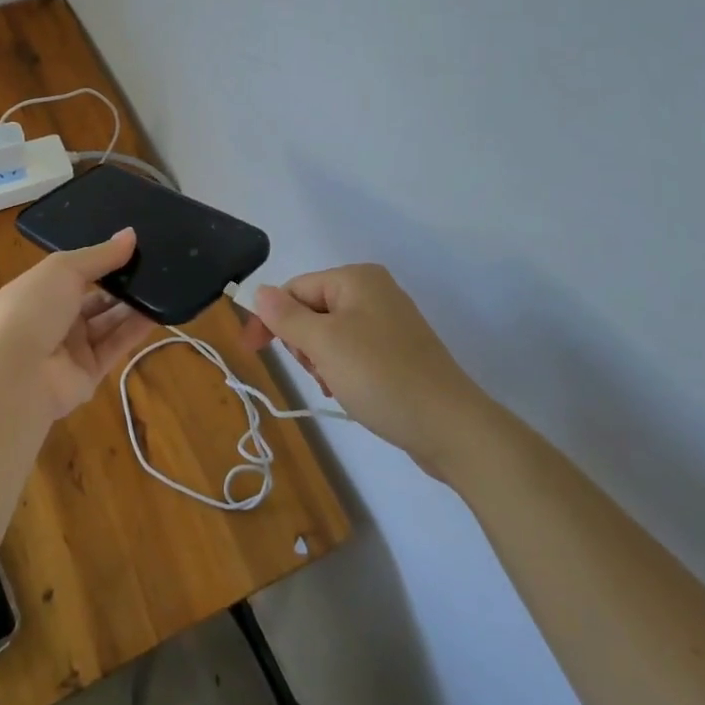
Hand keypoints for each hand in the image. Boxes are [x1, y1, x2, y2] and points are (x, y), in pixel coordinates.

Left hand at [0, 229, 158, 420]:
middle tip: (154, 265)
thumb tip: (131, 234)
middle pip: (95, 298)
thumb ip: (100, 255)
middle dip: (121, 283)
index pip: (75, 273)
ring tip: (163, 284)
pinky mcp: (89, 374)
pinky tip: (159, 311)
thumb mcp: (63, 269)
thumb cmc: (32, 309)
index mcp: (40, 290)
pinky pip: (116, 346)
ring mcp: (71, 349)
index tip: (132, 246)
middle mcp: (54, 319)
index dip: (101, 260)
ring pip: (108, 322)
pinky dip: (136, 330)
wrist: (14, 375)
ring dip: (133, 305)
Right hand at [240, 264, 485, 473]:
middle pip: (312, 310)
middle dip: (303, 343)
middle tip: (316, 371)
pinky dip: (343, 369)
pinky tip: (349, 392)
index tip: (253, 351)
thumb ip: (286, 316)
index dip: (272, 319)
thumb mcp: (324, 344)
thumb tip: (259, 292)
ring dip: (322, 360)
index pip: (295, 289)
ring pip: (330, 334)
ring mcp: (390, 322)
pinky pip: (354, 351)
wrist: (450, 426)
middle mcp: (374, 291)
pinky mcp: (399, 351)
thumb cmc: (381, 376)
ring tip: (335, 385)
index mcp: (357, 278)